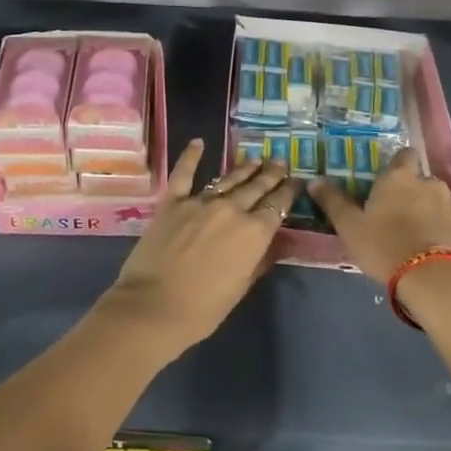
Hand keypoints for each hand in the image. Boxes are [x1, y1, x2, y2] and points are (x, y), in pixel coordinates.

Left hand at [100, 138, 297, 353]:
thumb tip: (273, 242)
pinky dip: (191, 156)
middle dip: (271, 174)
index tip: (296, 181)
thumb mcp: (241, 288)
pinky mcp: (172, 201)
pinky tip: (198, 142)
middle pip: (257, 187)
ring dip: (244, 168)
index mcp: (254, 232)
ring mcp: (200, 201)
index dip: (289, 192)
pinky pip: (184, 173)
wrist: (153, 306)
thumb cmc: (203, 308)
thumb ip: (259, 260)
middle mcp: (232, 209)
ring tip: (256, 158)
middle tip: (280, 161)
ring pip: (228, 179)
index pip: (278, 206)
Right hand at [310, 149, 450, 282]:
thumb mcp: (350, 226)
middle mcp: (429, 183)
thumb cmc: (385, 246)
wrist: (435, 280)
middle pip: (421, 179)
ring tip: (418, 232)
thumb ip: (333, 201)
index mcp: (400, 177)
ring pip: (440, 199)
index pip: (404, 155)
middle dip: (412, 191)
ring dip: (431, 209)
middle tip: (396, 213)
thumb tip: (314, 180)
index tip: (387, 182)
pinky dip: (444, 228)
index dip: (397, 166)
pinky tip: (434, 247)